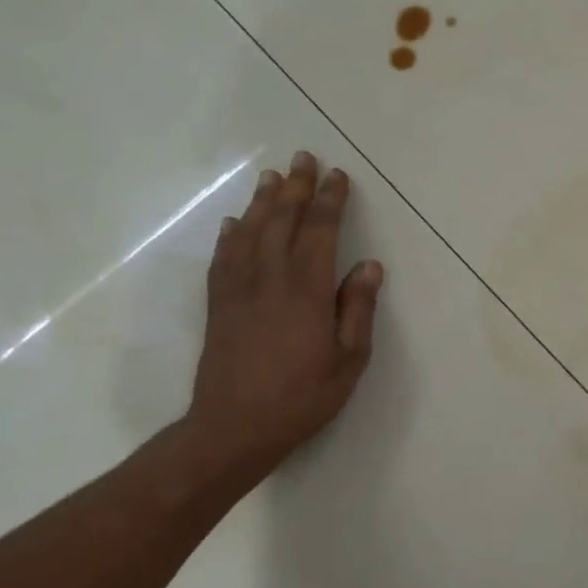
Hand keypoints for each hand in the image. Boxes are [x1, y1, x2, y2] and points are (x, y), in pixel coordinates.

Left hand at [185, 151, 383, 483]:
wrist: (233, 429)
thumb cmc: (302, 397)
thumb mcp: (348, 360)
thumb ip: (357, 309)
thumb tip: (368, 265)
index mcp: (306, 290)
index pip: (319, 231)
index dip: (330, 200)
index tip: (338, 176)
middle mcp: (269, 278)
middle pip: (282, 221)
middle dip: (295, 187)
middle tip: (303, 158)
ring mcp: (238, 289)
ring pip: (250, 232)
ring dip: (263, 201)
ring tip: (272, 176)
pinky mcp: (218, 305)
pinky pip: (223, 257)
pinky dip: (230, 234)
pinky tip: (234, 222)